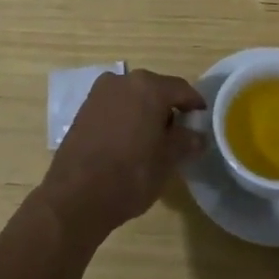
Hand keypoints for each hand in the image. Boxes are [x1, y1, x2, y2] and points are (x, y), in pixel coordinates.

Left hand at [38, 70, 205, 243]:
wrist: (76, 196)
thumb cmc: (131, 175)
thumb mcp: (167, 161)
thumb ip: (186, 142)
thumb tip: (198, 137)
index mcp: (148, 87)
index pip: (181, 89)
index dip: (194, 104)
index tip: (202, 118)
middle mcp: (122, 81)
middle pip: (155, 89)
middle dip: (168, 108)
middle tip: (179, 132)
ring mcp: (99, 93)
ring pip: (133, 97)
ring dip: (145, 112)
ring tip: (153, 139)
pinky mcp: (83, 109)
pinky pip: (114, 107)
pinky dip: (126, 117)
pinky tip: (129, 141)